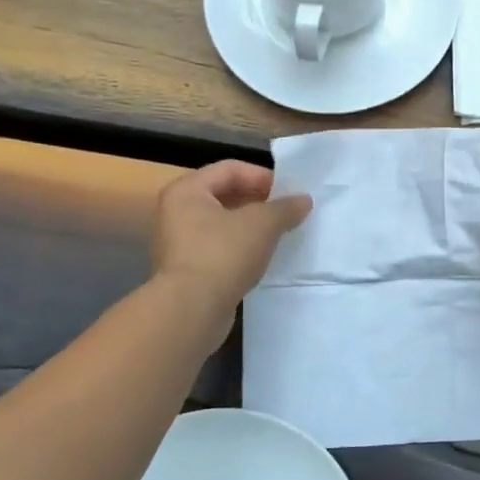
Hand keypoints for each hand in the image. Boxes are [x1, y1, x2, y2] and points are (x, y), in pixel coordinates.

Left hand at [152, 161, 311, 320]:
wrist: (191, 310)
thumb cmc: (223, 254)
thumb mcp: (263, 224)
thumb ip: (286, 208)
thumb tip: (303, 201)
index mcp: (187, 190)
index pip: (231, 169)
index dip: (263, 176)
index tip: (289, 192)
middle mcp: (177, 211)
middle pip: (225, 194)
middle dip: (259, 200)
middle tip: (287, 211)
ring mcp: (179, 242)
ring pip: (223, 223)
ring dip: (252, 225)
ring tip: (280, 233)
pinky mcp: (187, 269)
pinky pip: (220, 247)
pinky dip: (242, 246)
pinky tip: (263, 256)